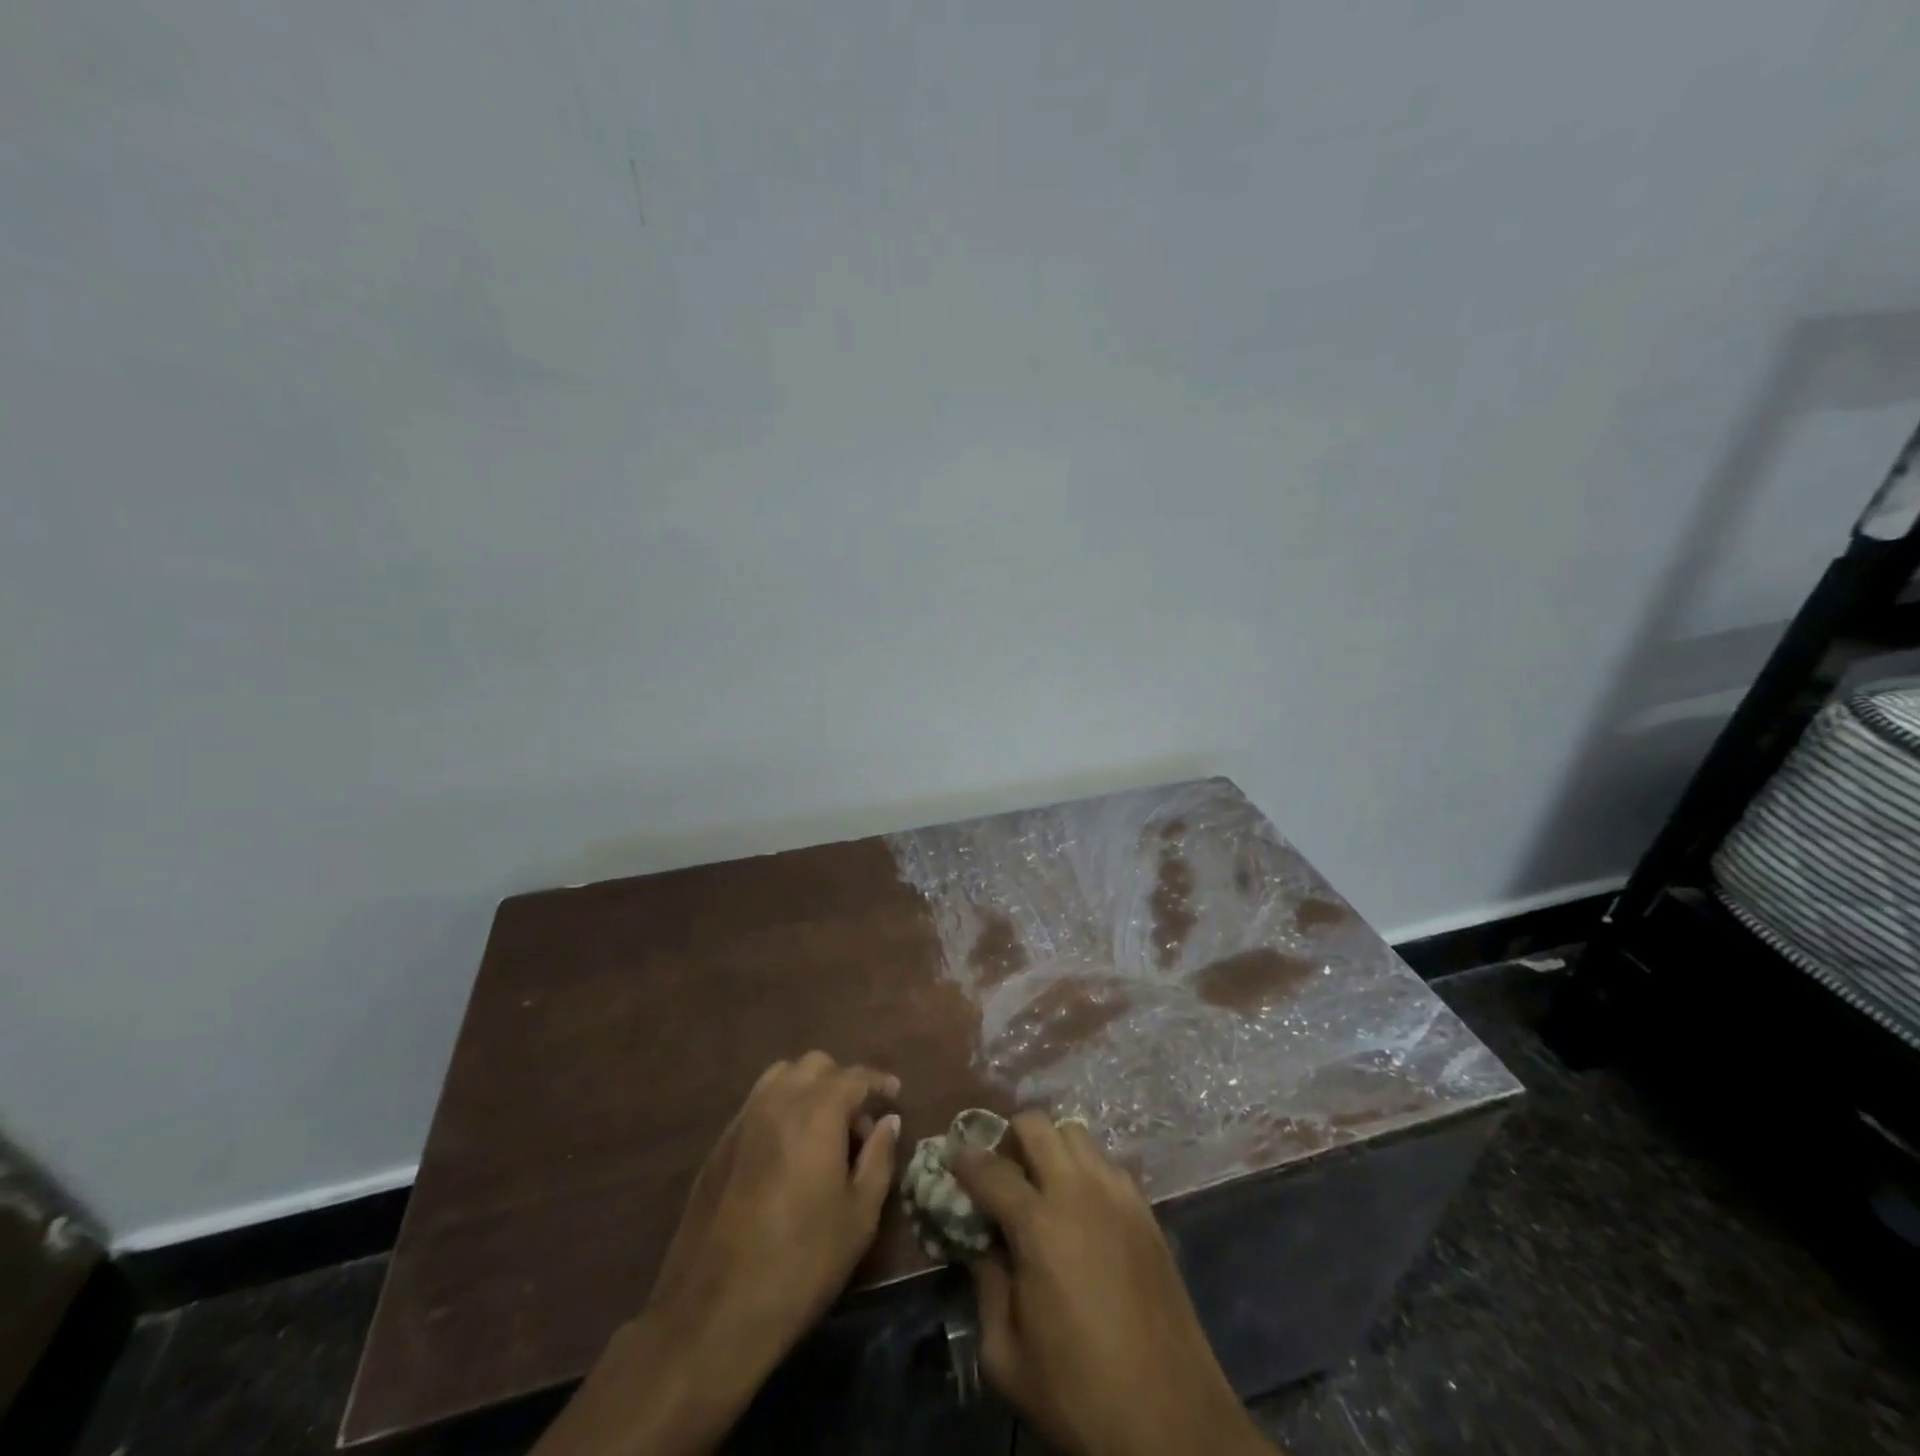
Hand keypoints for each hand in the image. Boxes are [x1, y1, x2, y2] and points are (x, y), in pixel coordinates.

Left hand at [534, 1052, 899, 1455]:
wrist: (713, 1314)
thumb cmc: (801, 1264)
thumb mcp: (859, 1217)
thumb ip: (878, 1158)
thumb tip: (888, 1121)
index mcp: (816, 1112)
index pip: (854, 1077)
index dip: (878, 1082)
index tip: (894, 1095)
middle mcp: (777, 1102)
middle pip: (815, 1065)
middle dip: (842, 1082)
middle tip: (857, 1123)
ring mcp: (742, 1121)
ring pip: (781, 1077)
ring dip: (807, 1088)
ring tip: (822, 1130)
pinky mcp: (719, 1146)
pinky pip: (757, 1104)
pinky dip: (780, 1108)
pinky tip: (788, 1151)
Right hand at [953, 1114, 1273, 1455]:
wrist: (1172, 1422)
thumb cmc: (1079, 1393)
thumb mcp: (1007, 1357)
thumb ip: (986, 1287)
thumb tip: (982, 1244)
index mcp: (1038, 1224)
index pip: (989, 1169)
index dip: (964, 1160)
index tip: (951, 1158)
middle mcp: (1078, 1192)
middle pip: (1036, 1124)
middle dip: (1009, 1135)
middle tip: (1001, 1170)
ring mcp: (1118, 1195)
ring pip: (1076, 1134)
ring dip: (1051, 1148)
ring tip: (1042, 1185)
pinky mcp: (1146, 1210)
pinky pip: (1108, 1164)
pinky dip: (1086, 1170)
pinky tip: (1083, 1210)